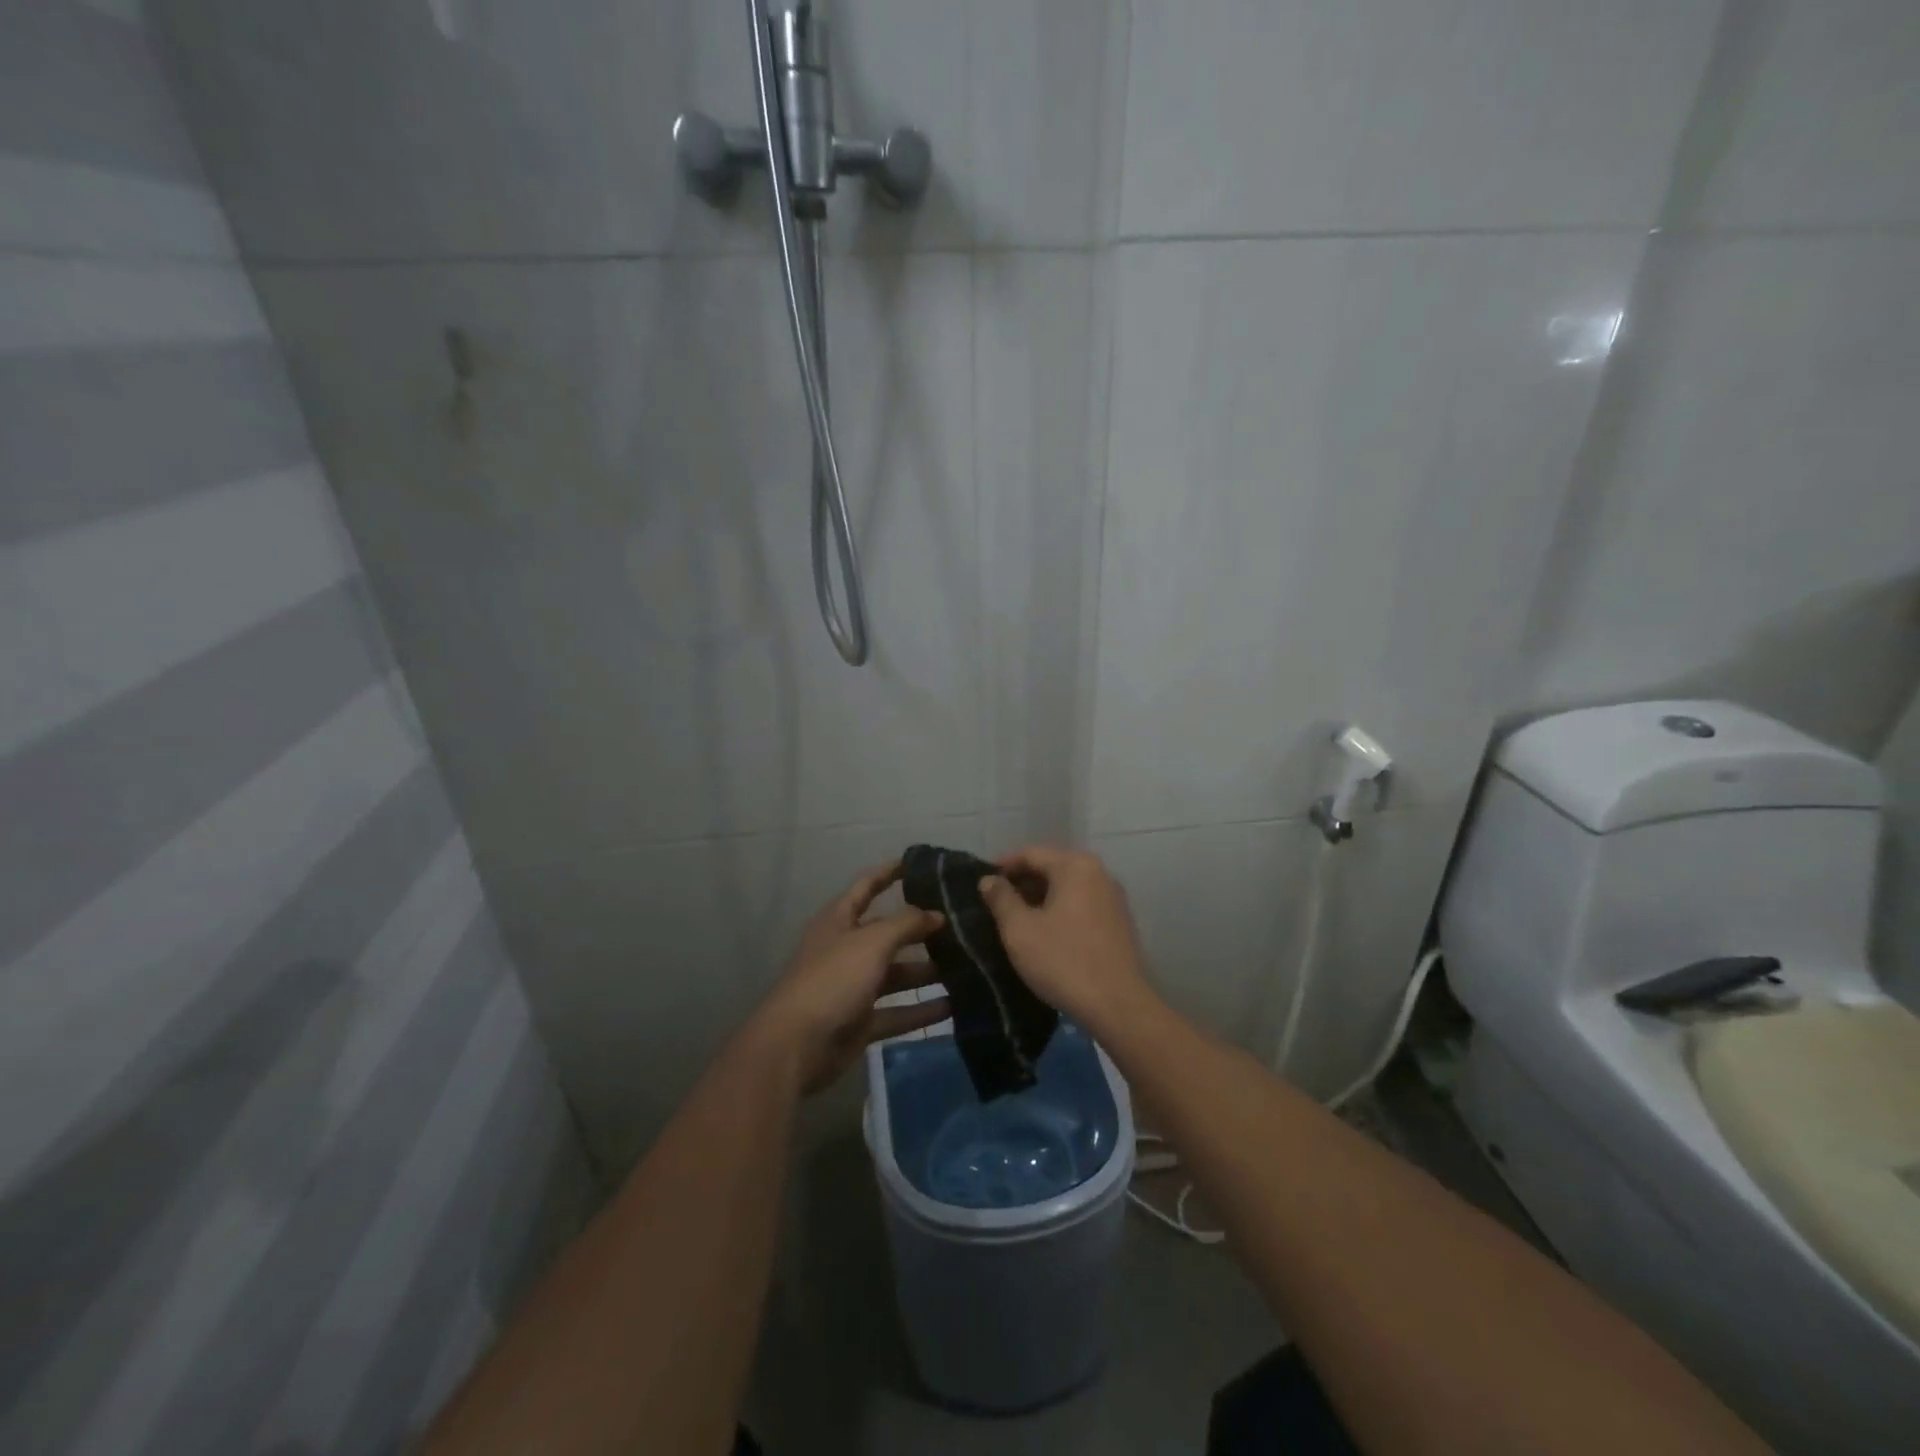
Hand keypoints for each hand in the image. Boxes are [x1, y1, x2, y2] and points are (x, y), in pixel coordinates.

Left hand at [754, 861, 949, 1092]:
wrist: (797, 1046)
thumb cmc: (833, 979)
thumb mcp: (872, 942)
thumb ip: (907, 923)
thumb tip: (936, 914)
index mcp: (839, 921)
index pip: (867, 886)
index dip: (890, 872)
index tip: (920, 863)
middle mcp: (846, 949)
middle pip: (888, 932)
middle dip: (920, 928)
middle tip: (960, 923)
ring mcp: (853, 987)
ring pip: (896, 974)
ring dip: (927, 971)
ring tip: (966, 965)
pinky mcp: (861, 1021)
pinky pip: (897, 1011)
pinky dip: (921, 1009)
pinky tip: (954, 1006)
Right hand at [977, 845, 1160, 1033]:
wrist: (1118, 1006)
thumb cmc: (1063, 961)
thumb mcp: (1020, 930)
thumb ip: (1001, 898)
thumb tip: (989, 879)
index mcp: (1075, 866)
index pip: (1030, 854)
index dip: (1002, 866)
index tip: (981, 883)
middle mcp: (1099, 873)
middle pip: (1051, 867)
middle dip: (1022, 883)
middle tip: (994, 903)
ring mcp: (1113, 897)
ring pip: (1067, 887)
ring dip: (1040, 898)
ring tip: (1015, 919)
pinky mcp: (1120, 921)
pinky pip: (1082, 904)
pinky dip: (1060, 910)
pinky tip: (1045, 933)